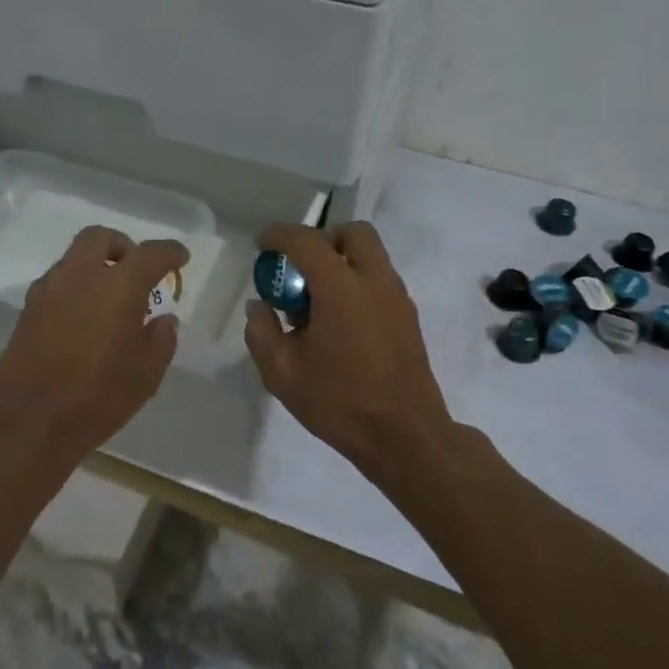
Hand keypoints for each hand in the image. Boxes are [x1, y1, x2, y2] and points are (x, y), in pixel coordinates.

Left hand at [0, 226, 189, 462]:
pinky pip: (58, 284)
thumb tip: (162, 320)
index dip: (169, 252)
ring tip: (112, 301)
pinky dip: (77, 289)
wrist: (26, 422)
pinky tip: (85, 320)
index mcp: (118, 286)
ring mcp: (48, 291)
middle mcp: (80, 276)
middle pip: (100, 238)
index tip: (181, 257)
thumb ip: (161, 339)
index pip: (150, 254)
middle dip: (123, 246)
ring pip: (74, 259)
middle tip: (137, 270)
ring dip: (96, 268)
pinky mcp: (27, 311)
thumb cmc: (97, 397)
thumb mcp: (146, 374)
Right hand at [243, 221, 454, 475]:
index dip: (279, 235)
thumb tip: (259, 306)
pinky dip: (357, 283)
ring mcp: (397, 297)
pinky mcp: (408, 316)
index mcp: (341, 288)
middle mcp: (374, 280)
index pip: (306, 240)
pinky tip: (339, 323)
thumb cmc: (339, 402)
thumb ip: (262, 332)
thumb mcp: (282, 373)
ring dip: (342, 262)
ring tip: (317, 303)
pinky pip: (379, 280)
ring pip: (371, 255)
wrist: (405, 436)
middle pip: (353, 232)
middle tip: (301, 268)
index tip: (262, 243)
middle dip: (322, 239)